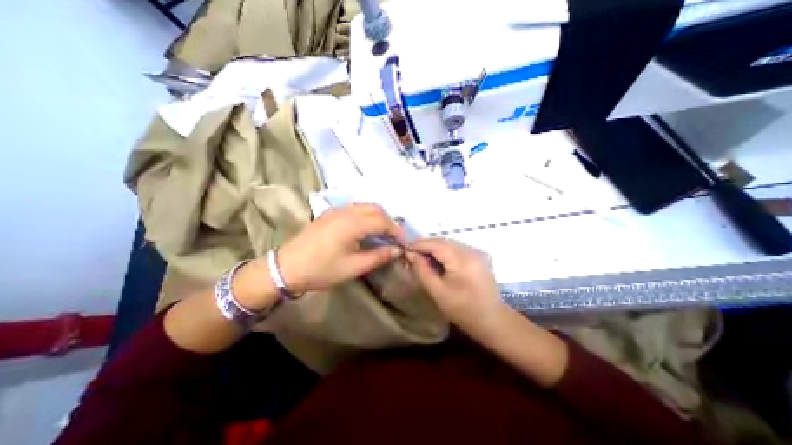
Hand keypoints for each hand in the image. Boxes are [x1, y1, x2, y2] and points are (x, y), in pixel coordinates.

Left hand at [276, 204, 404, 295]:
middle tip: (394, 237)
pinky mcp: (329, 213)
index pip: (382, 221)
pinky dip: (366, 215)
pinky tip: (366, 228)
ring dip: (377, 216)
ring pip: (365, 206)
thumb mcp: (354, 267)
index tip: (403, 242)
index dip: (396, 231)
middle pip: (375, 209)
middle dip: (388, 221)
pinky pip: (354, 208)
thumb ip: (378, 256)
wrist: (287, 267)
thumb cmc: (322, 269)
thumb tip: (397, 250)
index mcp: (352, 224)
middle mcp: (346, 211)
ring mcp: (336, 210)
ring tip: (382, 232)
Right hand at [408, 239, 500, 329]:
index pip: (437, 244)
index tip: (405, 248)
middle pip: (444, 242)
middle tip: (412, 254)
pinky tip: (438, 261)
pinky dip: (445, 252)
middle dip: (426, 245)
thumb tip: (410, 254)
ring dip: (435, 248)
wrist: (491, 320)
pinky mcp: (479, 256)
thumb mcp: (438, 292)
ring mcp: (478, 252)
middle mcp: (472, 251)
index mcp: (463, 260)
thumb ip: (422, 270)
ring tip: (423, 257)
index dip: (419, 244)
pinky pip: (457, 248)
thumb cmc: (462, 310)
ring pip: (450, 243)